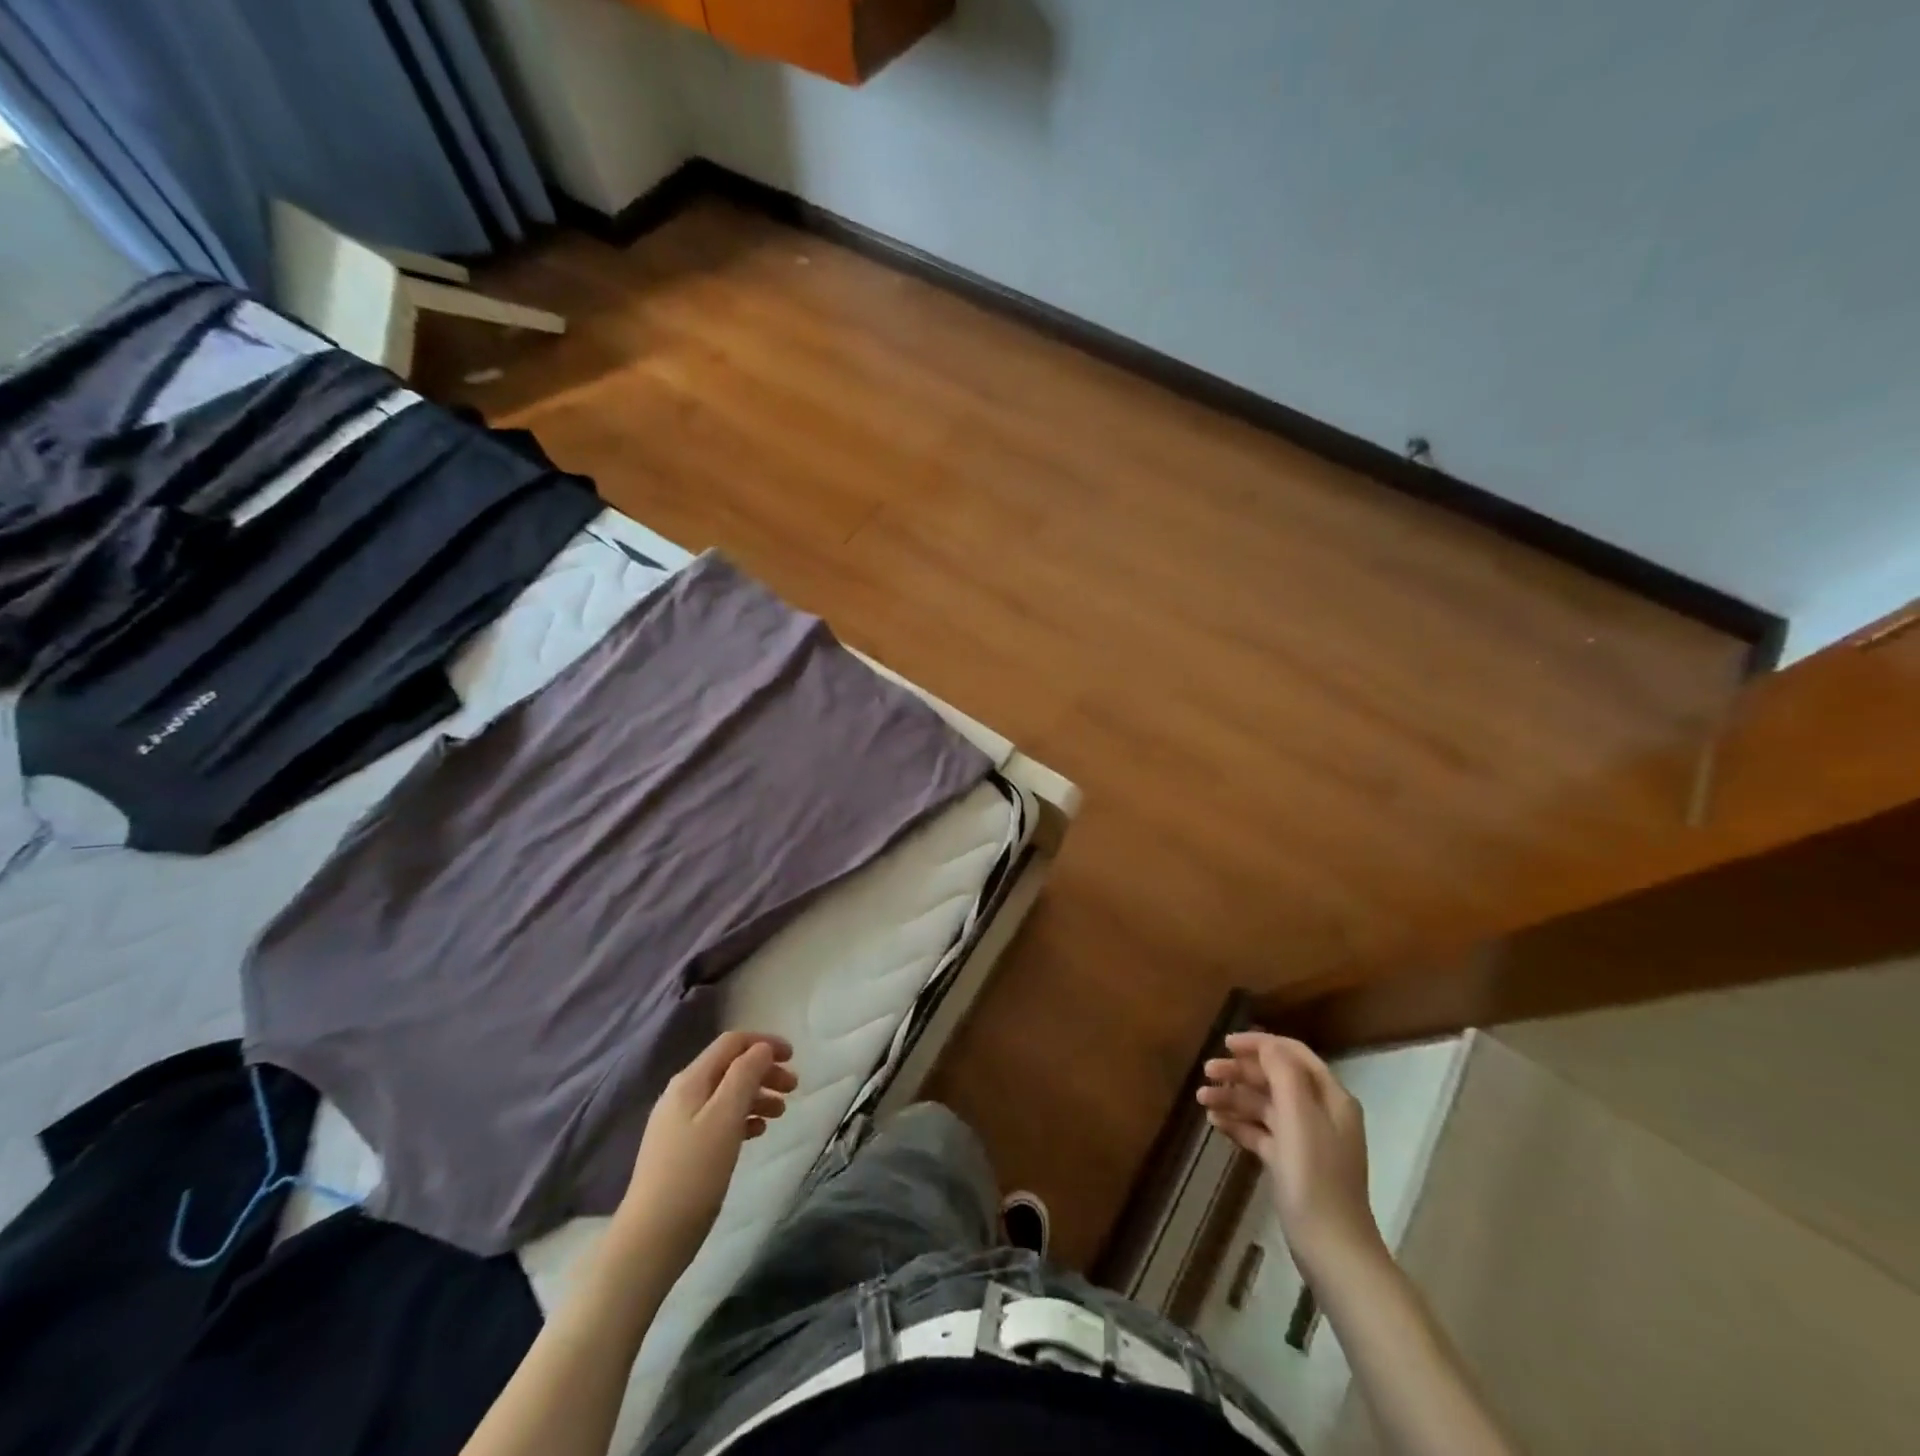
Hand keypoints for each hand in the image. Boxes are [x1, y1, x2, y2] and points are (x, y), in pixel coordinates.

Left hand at [615, 1031, 797, 1271]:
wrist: (651, 1239)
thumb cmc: (694, 1174)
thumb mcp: (725, 1118)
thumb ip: (745, 1076)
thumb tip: (761, 1049)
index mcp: (691, 1081)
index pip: (731, 1043)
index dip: (764, 1043)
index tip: (793, 1058)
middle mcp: (682, 1094)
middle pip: (730, 1067)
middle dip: (764, 1070)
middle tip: (794, 1089)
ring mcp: (679, 1123)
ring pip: (726, 1094)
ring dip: (756, 1095)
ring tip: (781, 1113)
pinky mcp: (682, 1149)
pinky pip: (719, 1119)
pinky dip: (742, 1118)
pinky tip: (757, 1132)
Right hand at [1197, 1032, 1386, 1283]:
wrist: (1332, 1250)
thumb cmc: (1314, 1176)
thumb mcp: (1298, 1117)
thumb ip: (1283, 1074)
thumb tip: (1266, 1045)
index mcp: (1330, 1097)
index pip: (1292, 1054)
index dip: (1260, 1045)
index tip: (1225, 1044)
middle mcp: (1320, 1113)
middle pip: (1276, 1078)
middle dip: (1240, 1072)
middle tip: (1206, 1072)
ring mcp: (1306, 1140)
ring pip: (1265, 1105)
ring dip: (1234, 1098)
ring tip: (1202, 1101)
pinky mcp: (1291, 1164)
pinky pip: (1261, 1132)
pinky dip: (1239, 1124)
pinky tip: (1216, 1124)